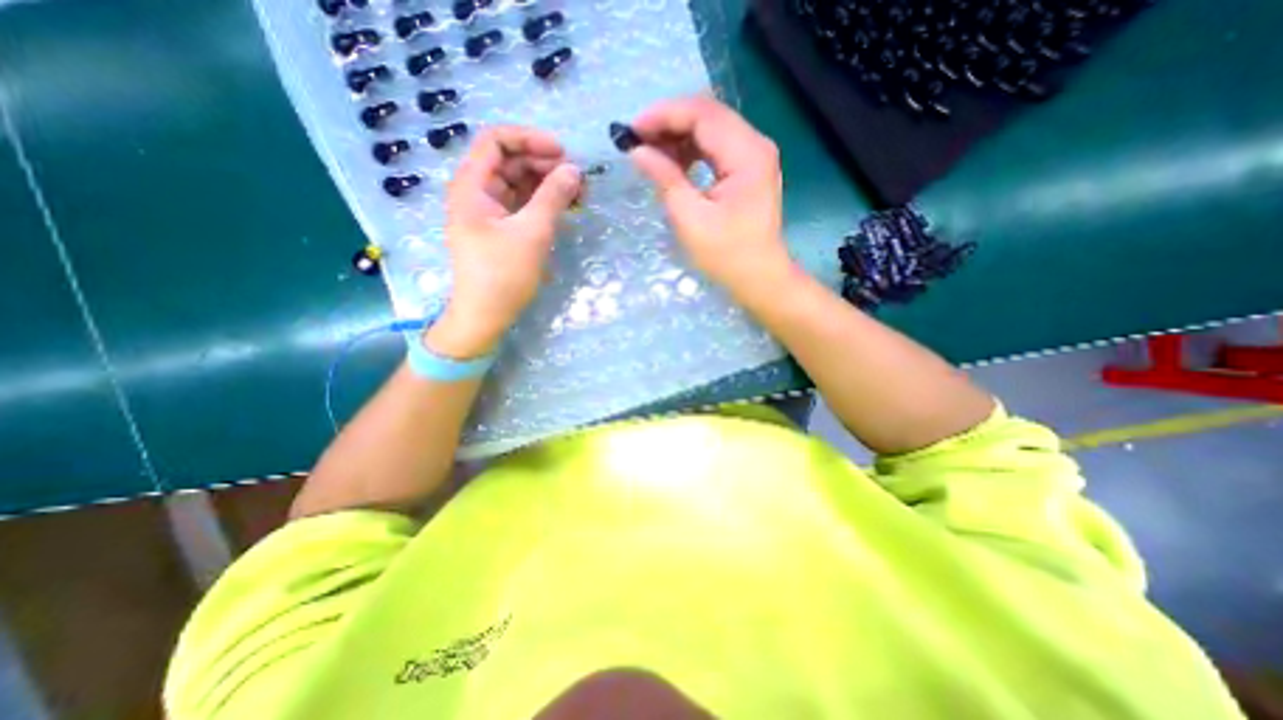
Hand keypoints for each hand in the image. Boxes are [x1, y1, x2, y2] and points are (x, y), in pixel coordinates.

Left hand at [429, 125, 581, 359]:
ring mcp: (489, 211)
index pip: (496, 141)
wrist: (485, 315)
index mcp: (472, 185)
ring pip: (519, 184)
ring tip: (578, 194)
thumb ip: (553, 197)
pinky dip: (543, 203)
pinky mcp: (501, 229)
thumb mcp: (532, 232)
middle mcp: (477, 192)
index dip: (530, 139)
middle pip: (510, 162)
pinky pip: (522, 205)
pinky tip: (565, 207)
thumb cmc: (503, 274)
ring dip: (547, 184)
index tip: (562, 153)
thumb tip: (574, 170)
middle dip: (544, 164)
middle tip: (577, 178)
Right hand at [631, 94, 797, 297]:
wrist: (760, 278)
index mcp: (746, 154)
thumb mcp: (691, 219)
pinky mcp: (750, 169)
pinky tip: (674, 164)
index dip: (664, 115)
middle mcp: (755, 144)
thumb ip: (665, 179)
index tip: (632, 131)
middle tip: (638, 142)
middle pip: (708, 115)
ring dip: (679, 136)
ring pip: (712, 129)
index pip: (702, 114)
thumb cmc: (727, 255)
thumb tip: (638, 151)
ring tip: (652, 154)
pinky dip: (692, 151)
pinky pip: (717, 147)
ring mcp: (755, 156)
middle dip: (669, 123)